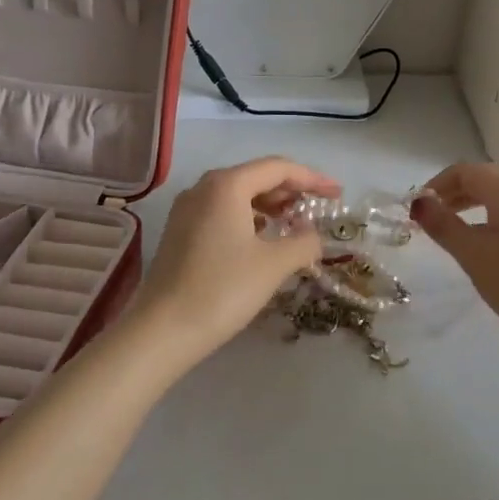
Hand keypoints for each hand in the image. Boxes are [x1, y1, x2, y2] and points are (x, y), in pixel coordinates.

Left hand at [122, 157, 340, 374]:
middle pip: (256, 177)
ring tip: (294, 225)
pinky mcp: (179, 232)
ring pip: (238, 195)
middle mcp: (204, 187)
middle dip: (291, 191)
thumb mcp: (274, 265)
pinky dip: (248, 218)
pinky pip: (222, 212)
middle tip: (318, 209)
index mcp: (227, 185)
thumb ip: (304, 242)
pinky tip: (261, 241)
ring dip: (269, 205)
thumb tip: (313, 236)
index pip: (278, 168)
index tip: (337, 194)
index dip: (312, 179)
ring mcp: (187, 209)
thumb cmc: (222, 290)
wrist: (162, 331)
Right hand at [411, 163, 498, 360]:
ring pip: (497, 198)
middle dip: (452, 192)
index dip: (437, 184)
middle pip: (482, 180)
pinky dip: (487, 220)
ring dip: (469, 206)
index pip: (464, 170)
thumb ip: (444, 225)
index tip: (417, 209)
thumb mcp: (473, 254)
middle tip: (430, 218)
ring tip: (450, 230)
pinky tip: (481, 246)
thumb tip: (419, 202)